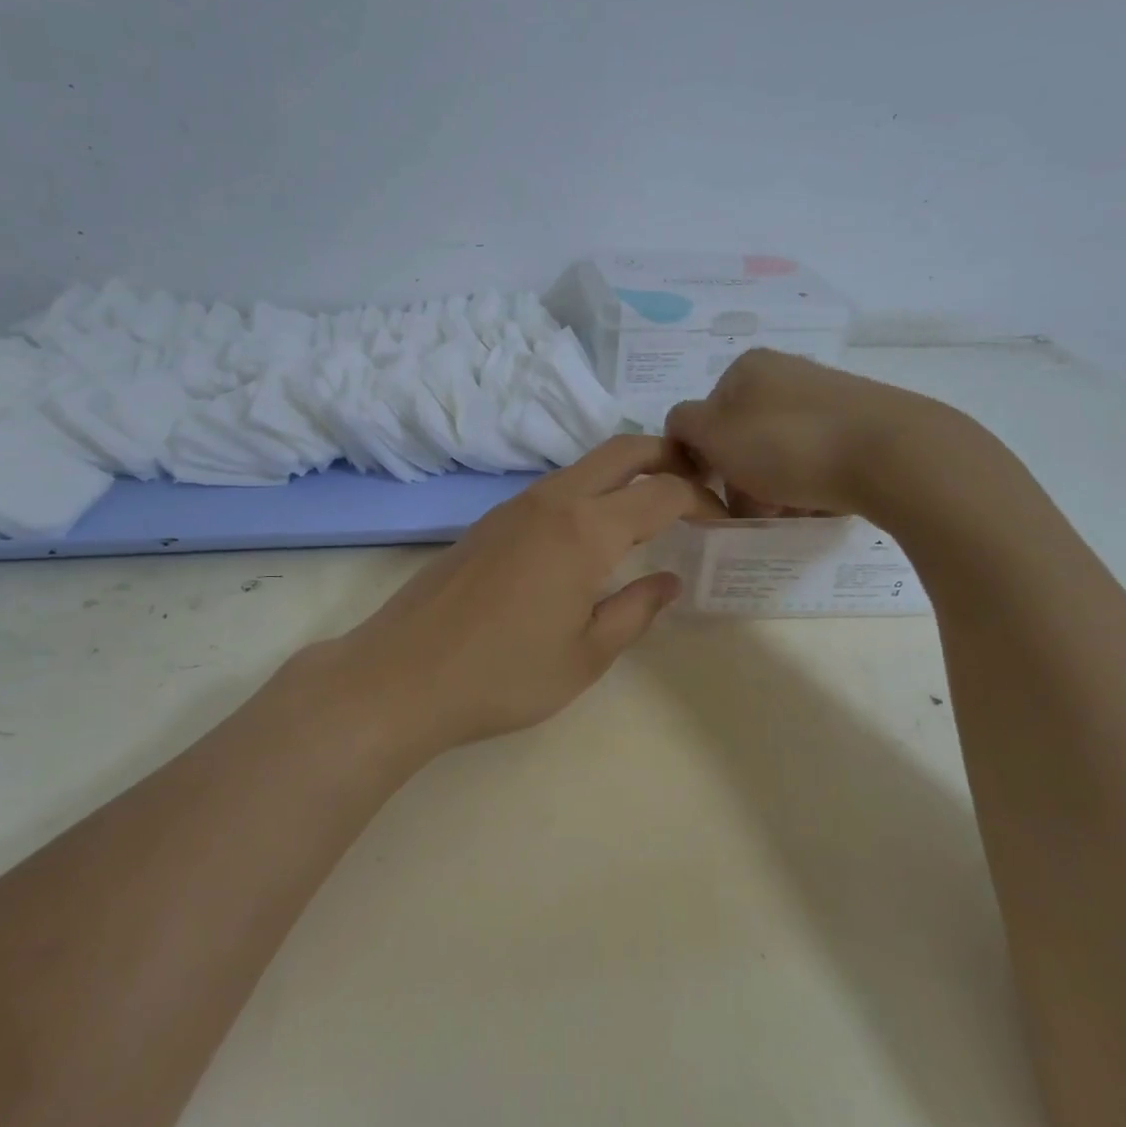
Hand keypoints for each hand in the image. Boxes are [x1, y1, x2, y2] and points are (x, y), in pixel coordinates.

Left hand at [301, 436, 721, 756]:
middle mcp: (552, 501)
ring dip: (625, 472)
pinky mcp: (489, 521)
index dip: (702, 499)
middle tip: (699, 482)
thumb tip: (668, 580)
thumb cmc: (503, 675)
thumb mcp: (585, 656)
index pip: (662, 492)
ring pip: (584, 465)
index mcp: (585, 530)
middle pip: (622, 450)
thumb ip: (635, 611)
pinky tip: (592, 532)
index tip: (723, 519)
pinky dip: (589, 491)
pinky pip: (554, 488)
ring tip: (652, 508)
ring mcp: (514, 506)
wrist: (401, 675)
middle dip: (668, 455)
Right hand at [664, 349, 984, 526]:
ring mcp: (827, 396)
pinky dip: (811, 484)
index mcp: (747, 367)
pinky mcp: (862, 422)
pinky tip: (821, 505)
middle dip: (743, 479)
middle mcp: (786, 372)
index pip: (703, 417)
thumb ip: (684, 426)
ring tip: (791, 514)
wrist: (893, 455)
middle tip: (756, 512)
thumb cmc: (788, 444)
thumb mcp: (715, 435)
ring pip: (779, 452)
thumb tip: (684, 429)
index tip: (717, 494)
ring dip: (774, 488)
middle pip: (743, 438)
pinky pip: (818, 458)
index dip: (703, 460)